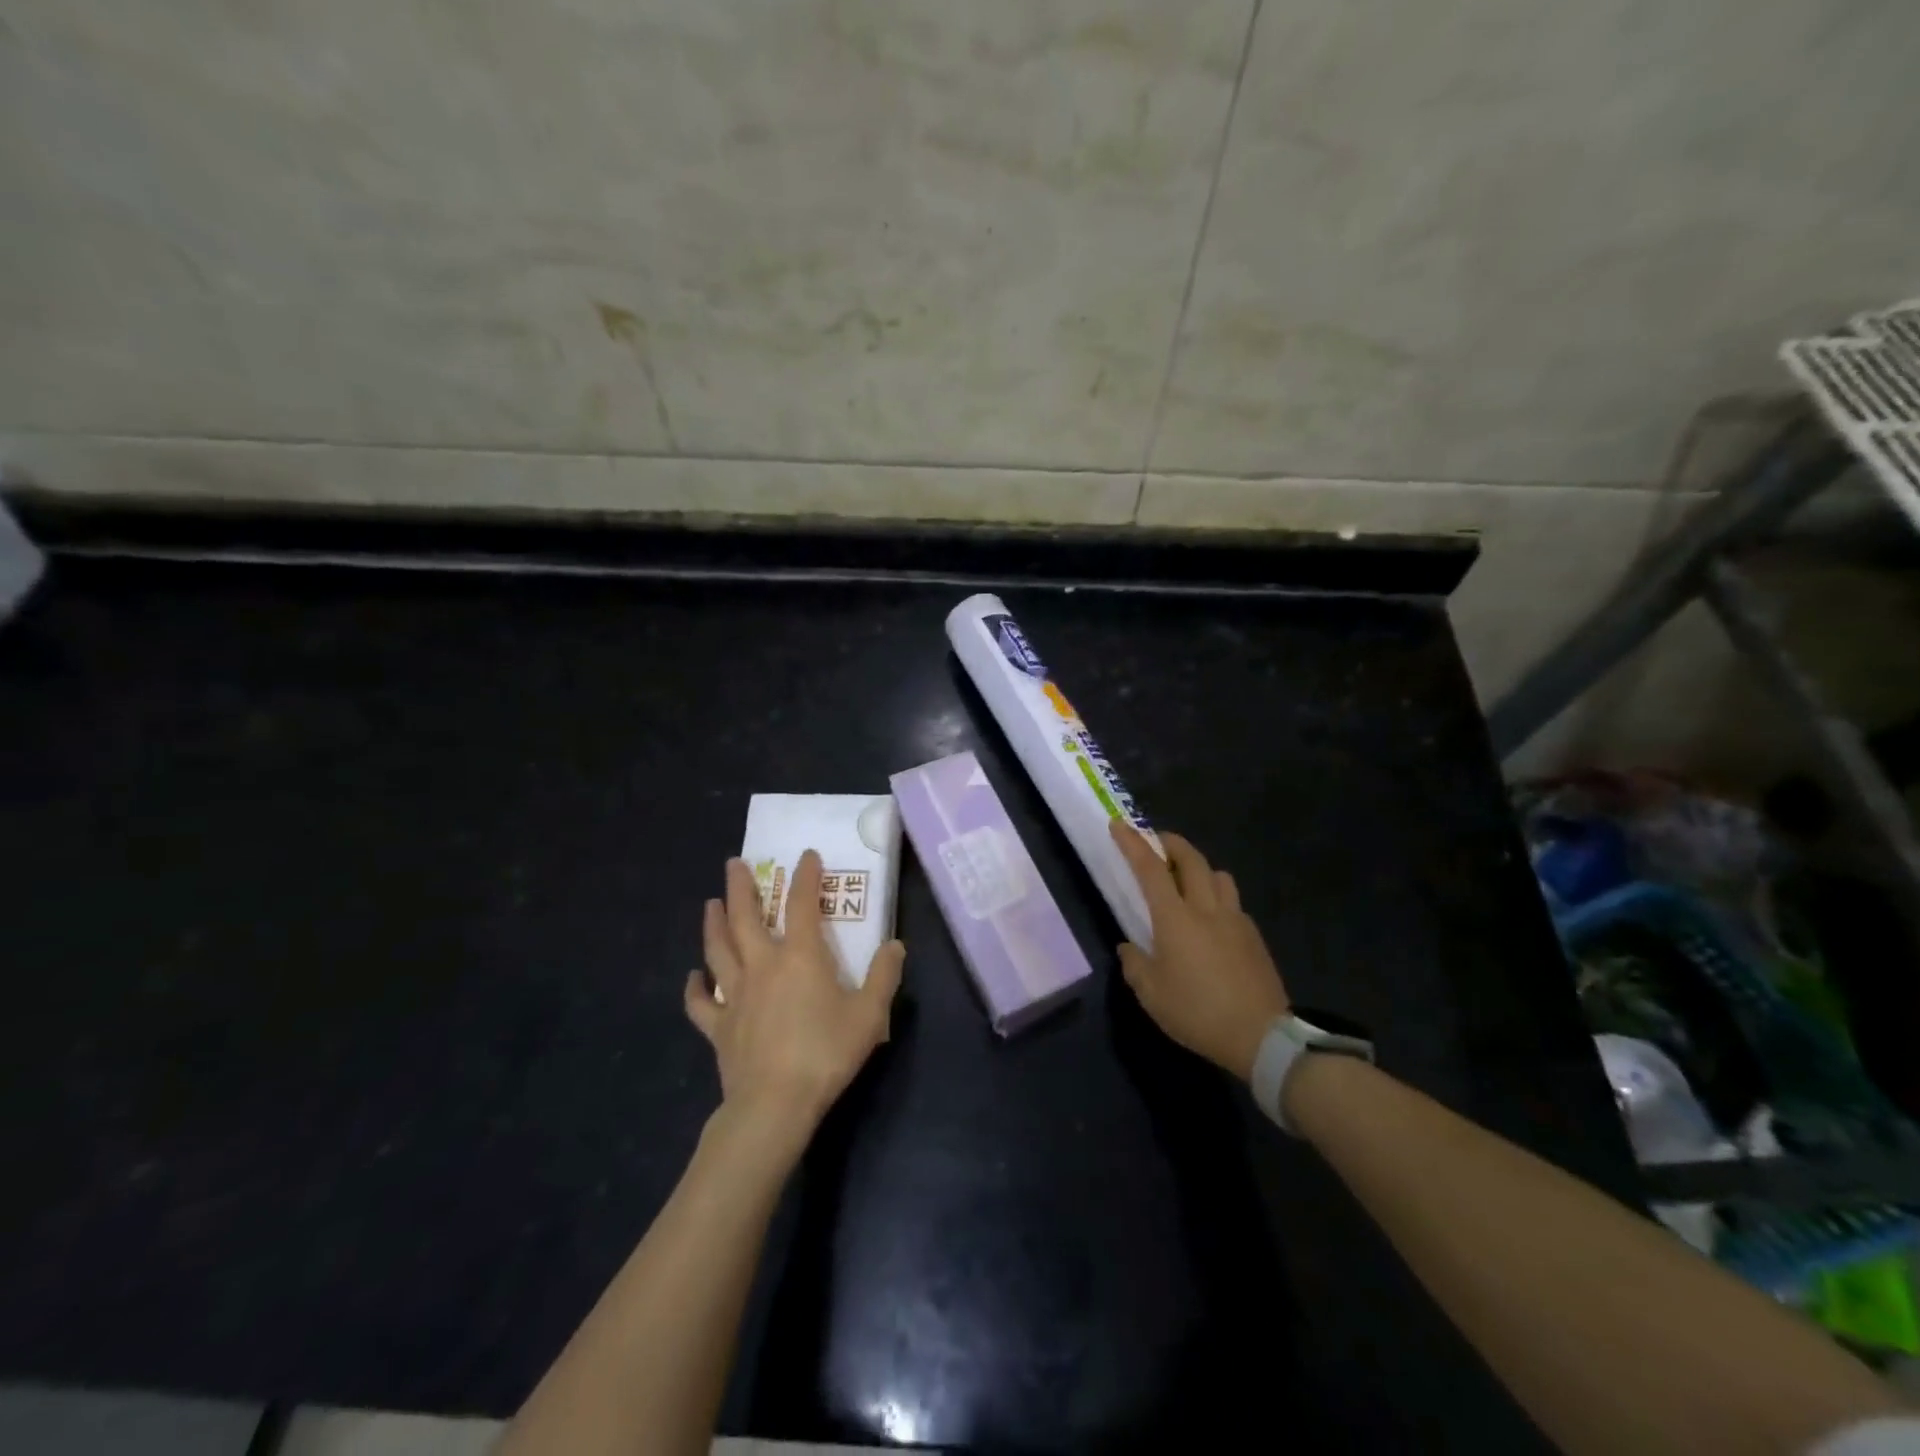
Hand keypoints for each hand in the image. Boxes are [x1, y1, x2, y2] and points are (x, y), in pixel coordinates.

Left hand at [685, 851, 904, 1143]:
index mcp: (800, 957)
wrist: (774, 1104)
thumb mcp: (869, 1014)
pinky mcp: (718, 1026)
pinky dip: (694, 987)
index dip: (806, 876)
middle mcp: (762, 965)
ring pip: (718, 950)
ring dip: (713, 923)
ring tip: (710, 902)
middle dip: (741, 887)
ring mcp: (734, 995)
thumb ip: (883, 976)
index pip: (802, 904)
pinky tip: (694, 976)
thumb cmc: (825, 1053)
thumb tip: (895, 945)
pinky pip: (700, 1003)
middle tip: (734, 863)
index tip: (806, 855)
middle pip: (745, 917)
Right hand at [1109, 821, 1289, 1081]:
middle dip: (1172, 843)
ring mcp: (1235, 920)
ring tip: (1188, 880)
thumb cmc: (1198, 1012)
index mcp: (1175, 918)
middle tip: (1158, 841)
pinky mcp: (1254, 937)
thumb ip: (1135, 965)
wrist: (1262, 1036)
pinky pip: (1234, 903)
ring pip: (1219, 876)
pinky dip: (1218, 898)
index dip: (1133, 844)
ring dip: (1200, 868)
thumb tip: (1129, 948)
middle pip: (1192, 860)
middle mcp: (1206, 909)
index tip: (1120, 825)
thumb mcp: (1151, 995)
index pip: (1151, 869)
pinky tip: (1213, 920)